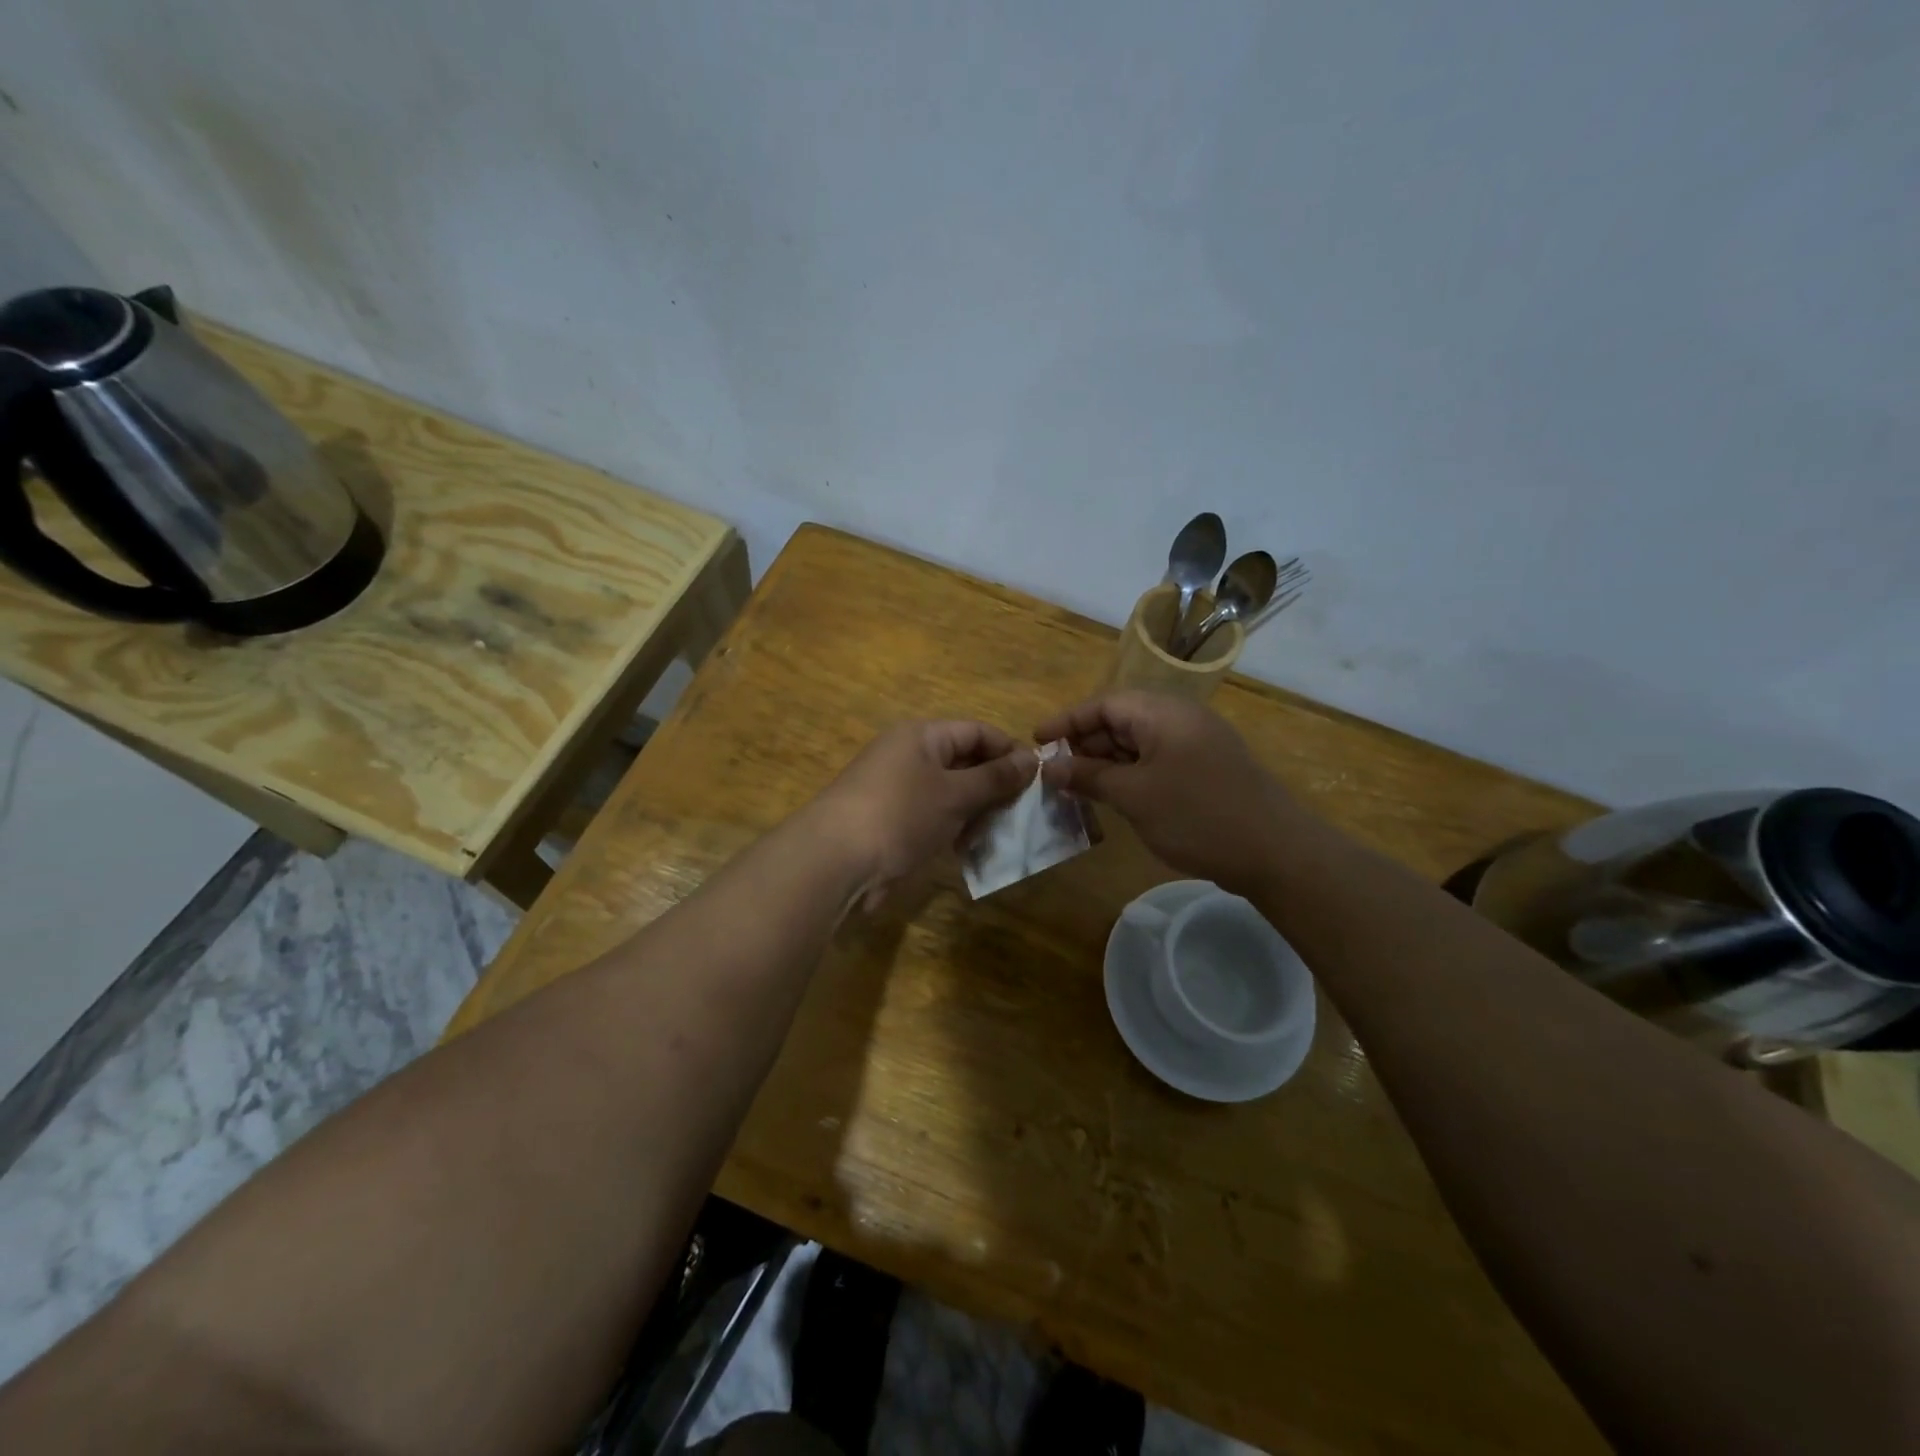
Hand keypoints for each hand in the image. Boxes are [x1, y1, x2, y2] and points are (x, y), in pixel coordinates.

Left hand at [811, 721, 1034, 908]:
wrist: (836, 861)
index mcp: (921, 736)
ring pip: (951, 794)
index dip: (1008, 750)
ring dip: (978, 811)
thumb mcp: (955, 793)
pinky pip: (935, 818)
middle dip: (995, 785)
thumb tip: (1032, 760)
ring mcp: (899, 791)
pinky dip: (956, 829)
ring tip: (1004, 832)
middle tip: (1026, 811)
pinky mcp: (893, 823)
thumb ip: (995, 778)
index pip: (976, 731)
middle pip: (964, 762)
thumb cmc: (901, 814)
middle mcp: (909, 756)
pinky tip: (973, 849)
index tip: (1039, 777)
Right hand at [1034, 691, 1310, 894]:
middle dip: (1083, 744)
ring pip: (1137, 744)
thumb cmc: (1197, 815)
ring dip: (1104, 763)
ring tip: (1074, 788)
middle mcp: (1179, 719)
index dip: (1066, 721)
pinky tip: (1111, 798)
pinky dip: (1129, 775)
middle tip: (1052, 772)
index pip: (1103, 703)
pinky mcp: (1204, 770)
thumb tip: (1048, 768)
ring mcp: (1195, 745)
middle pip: (1119, 721)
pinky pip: (1155, 762)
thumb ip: (1088, 777)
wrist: (1275, 852)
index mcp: (1163, 712)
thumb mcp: (1133, 796)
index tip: (1035, 740)